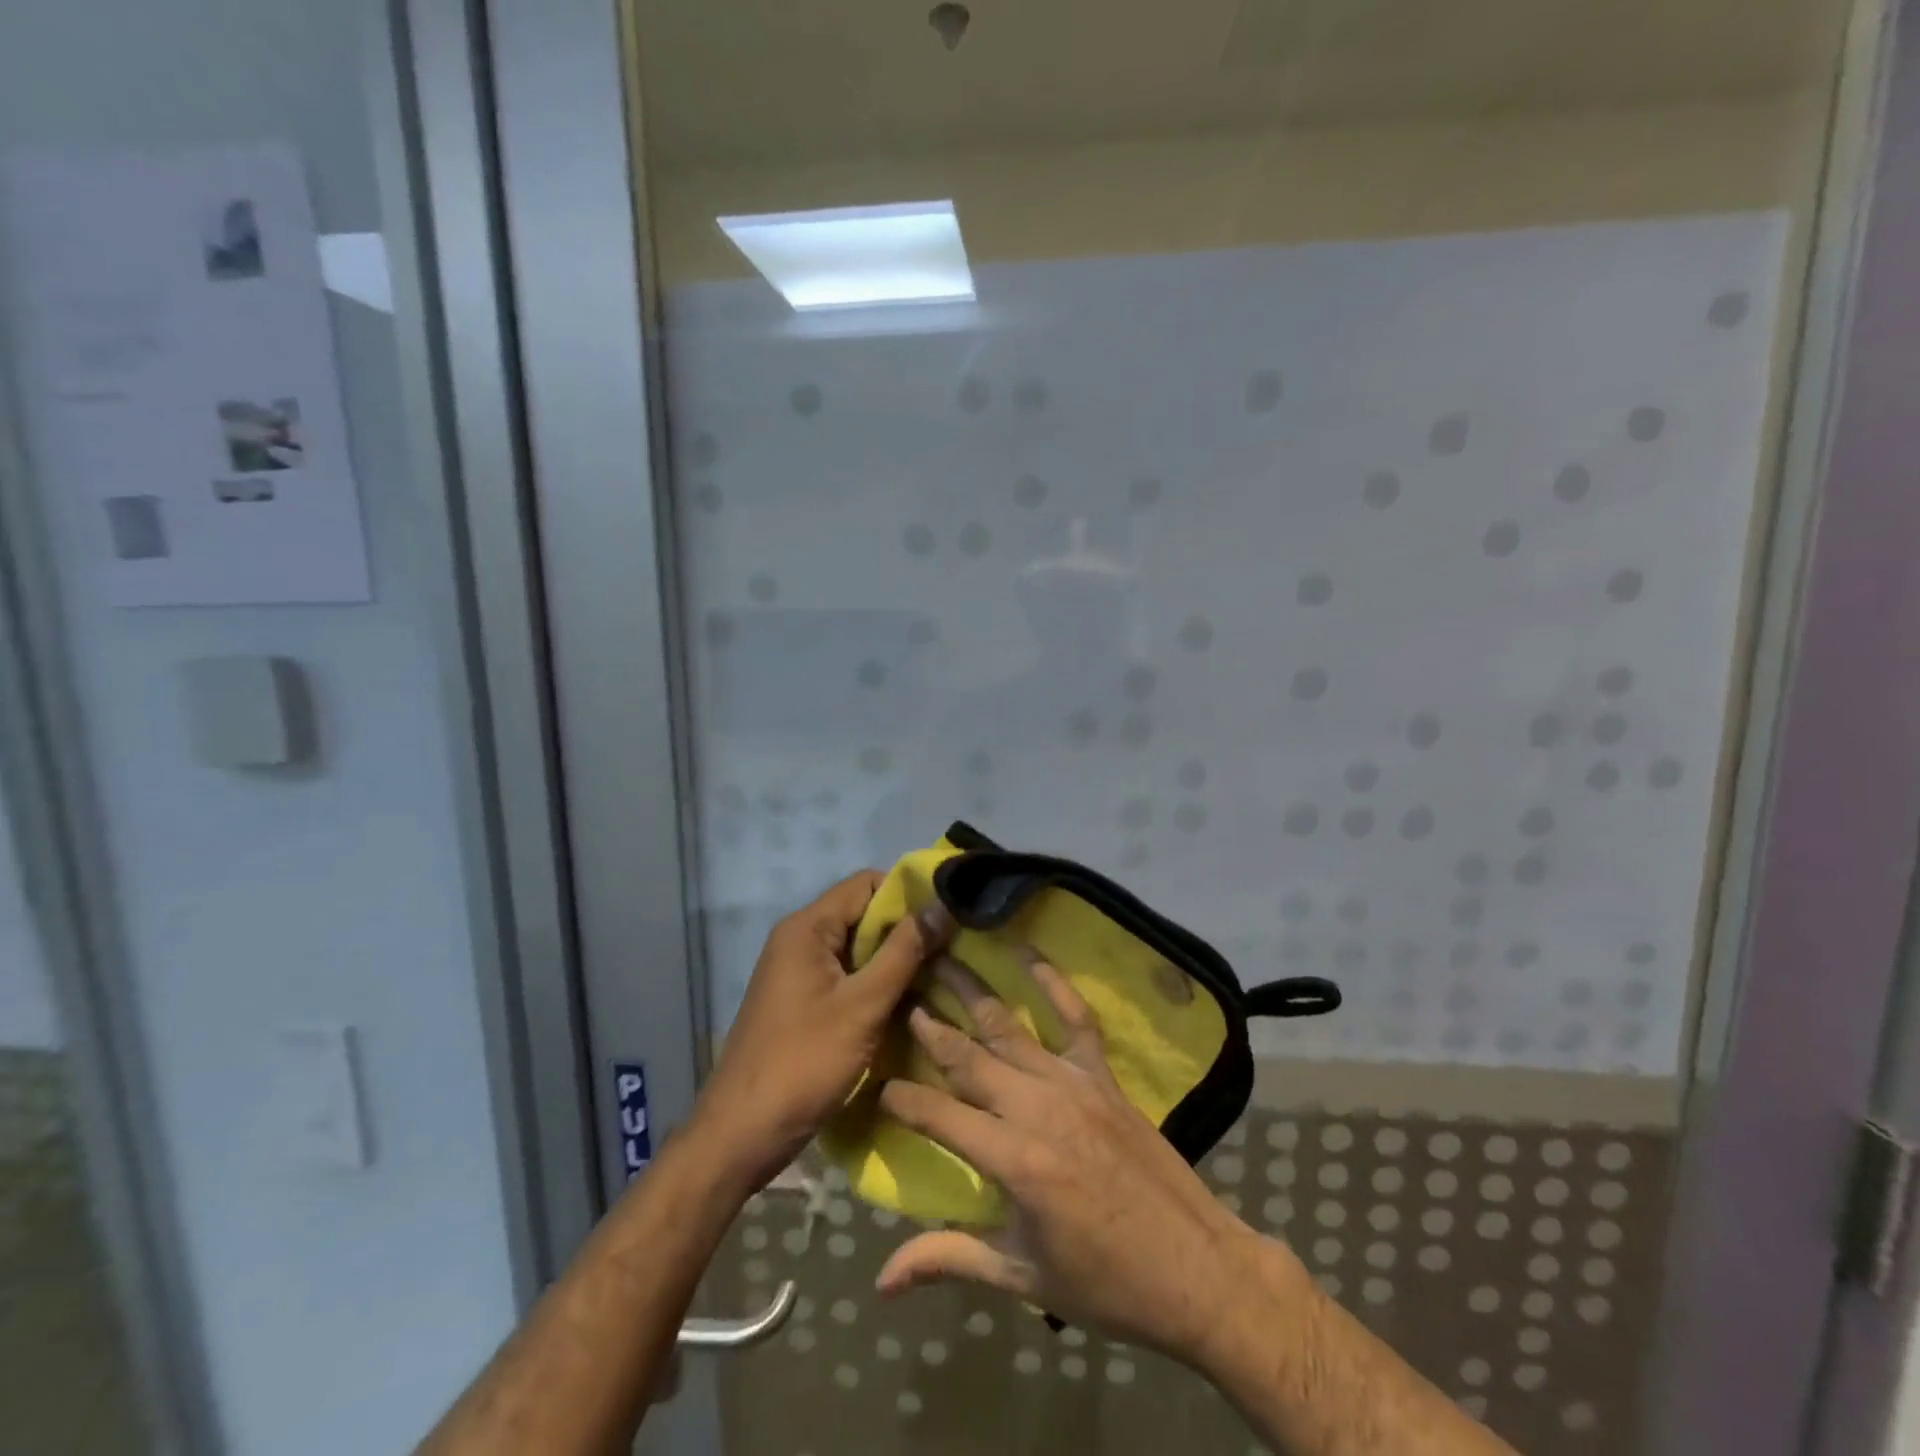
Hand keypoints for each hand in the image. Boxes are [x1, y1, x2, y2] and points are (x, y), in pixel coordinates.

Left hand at [693, 873, 952, 1194]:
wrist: (740, 1135)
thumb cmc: (802, 1063)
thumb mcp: (863, 1005)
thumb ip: (904, 952)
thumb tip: (942, 905)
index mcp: (807, 928)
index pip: (866, 883)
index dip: (909, 893)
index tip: (948, 914)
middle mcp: (799, 939)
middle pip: (862, 914)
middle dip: (906, 929)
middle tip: (952, 948)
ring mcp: (798, 971)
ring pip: (857, 948)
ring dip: (894, 959)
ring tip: (940, 974)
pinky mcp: (802, 1000)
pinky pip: (846, 975)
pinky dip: (876, 982)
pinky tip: (907, 1002)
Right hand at [872, 953, 1267, 1361]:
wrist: (1198, 1270)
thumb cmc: (1106, 1284)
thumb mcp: (1022, 1278)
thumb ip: (949, 1260)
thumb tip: (881, 1281)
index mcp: (1013, 1160)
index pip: (938, 1116)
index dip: (901, 1098)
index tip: (874, 1082)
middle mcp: (1037, 1108)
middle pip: (969, 1058)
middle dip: (930, 1026)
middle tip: (900, 993)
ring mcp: (1073, 1084)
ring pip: (1009, 1029)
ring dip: (973, 992)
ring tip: (943, 959)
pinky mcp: (1103, 1076)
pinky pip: (1076, 1019)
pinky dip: (1052, 982)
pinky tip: (1027, 952)